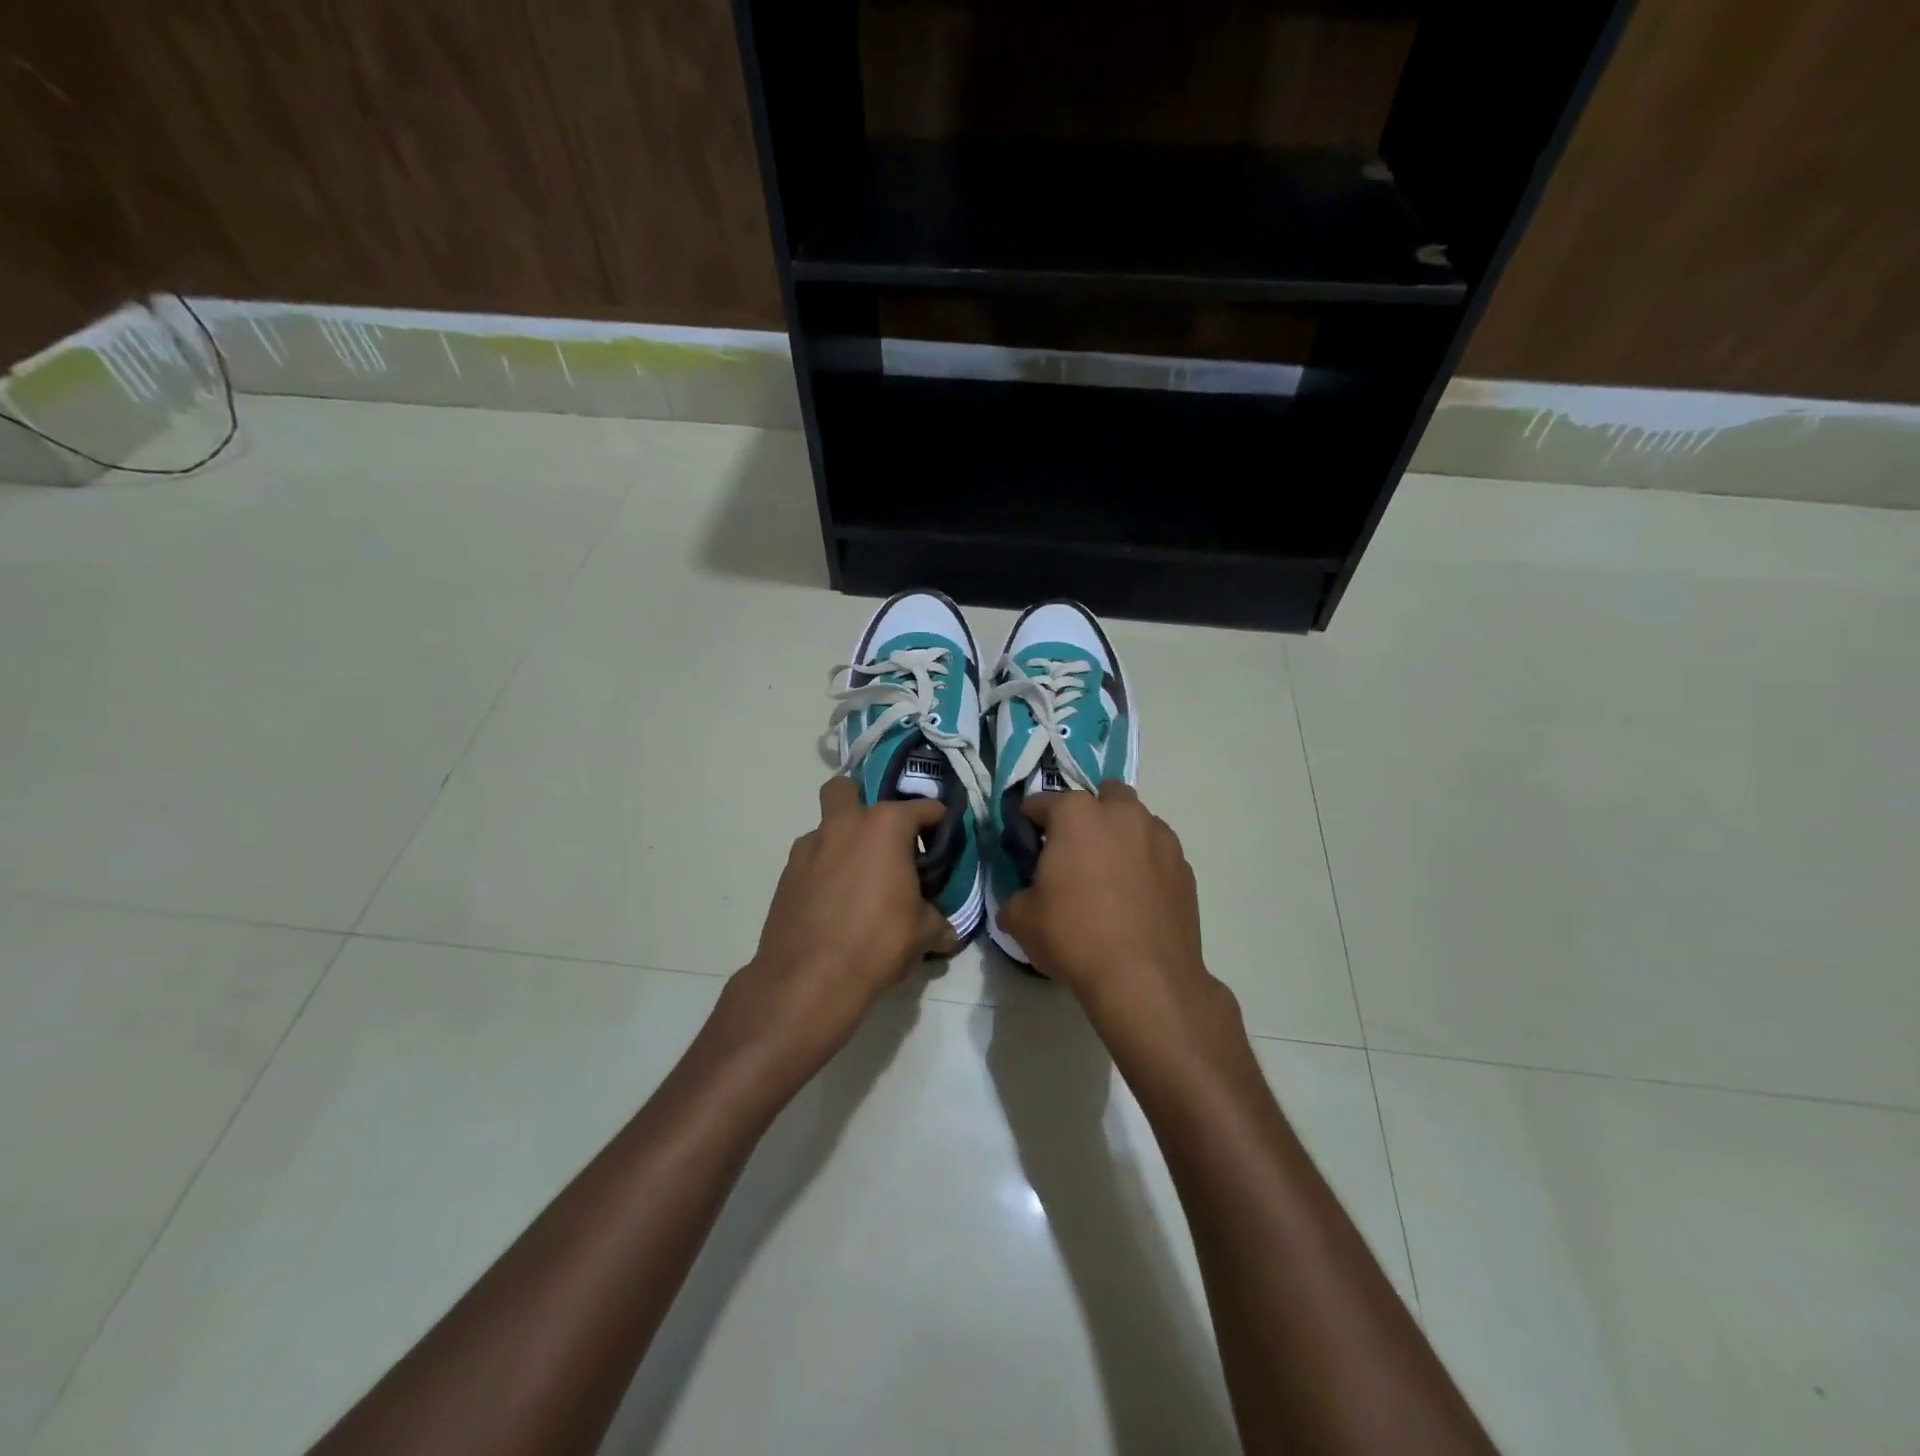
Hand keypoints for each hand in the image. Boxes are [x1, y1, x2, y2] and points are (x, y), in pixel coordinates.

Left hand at [715, 776, 960, 1089]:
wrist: (808, 978)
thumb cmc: (877, 942)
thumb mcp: (923, 933)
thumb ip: (938, 922)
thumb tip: (949, 933)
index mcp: (885, 826)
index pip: (922, 808)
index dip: (937, 820)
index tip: (943, 835)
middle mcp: (844, 825)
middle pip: (847, 789)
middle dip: (863, 801)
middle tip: (882, 837)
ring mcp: (809, 847)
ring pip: (825, 827)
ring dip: (842, 841)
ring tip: (858, 878)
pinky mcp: (786, 875)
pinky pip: (811, 860)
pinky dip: (824, 870)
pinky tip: (835, 902)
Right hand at [997, 783, 1221, 1028]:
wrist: (1145, 978)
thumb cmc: (1075, 937)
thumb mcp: (1022, 920)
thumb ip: (1016, 897)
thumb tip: (1021, 899)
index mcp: (1076, 814)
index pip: (1041, 802)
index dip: (1028, 821)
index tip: (1026, 843)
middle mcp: (1121, 814)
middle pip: (1102, 796)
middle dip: (1088, 815)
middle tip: (1075, 852)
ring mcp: (1160, 837)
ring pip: (1136, 821)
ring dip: (1121, 836)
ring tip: (1110, 876)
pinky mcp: (1184, 867)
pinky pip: (1157, 853)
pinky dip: (1146, 864)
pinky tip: (1136, 898)